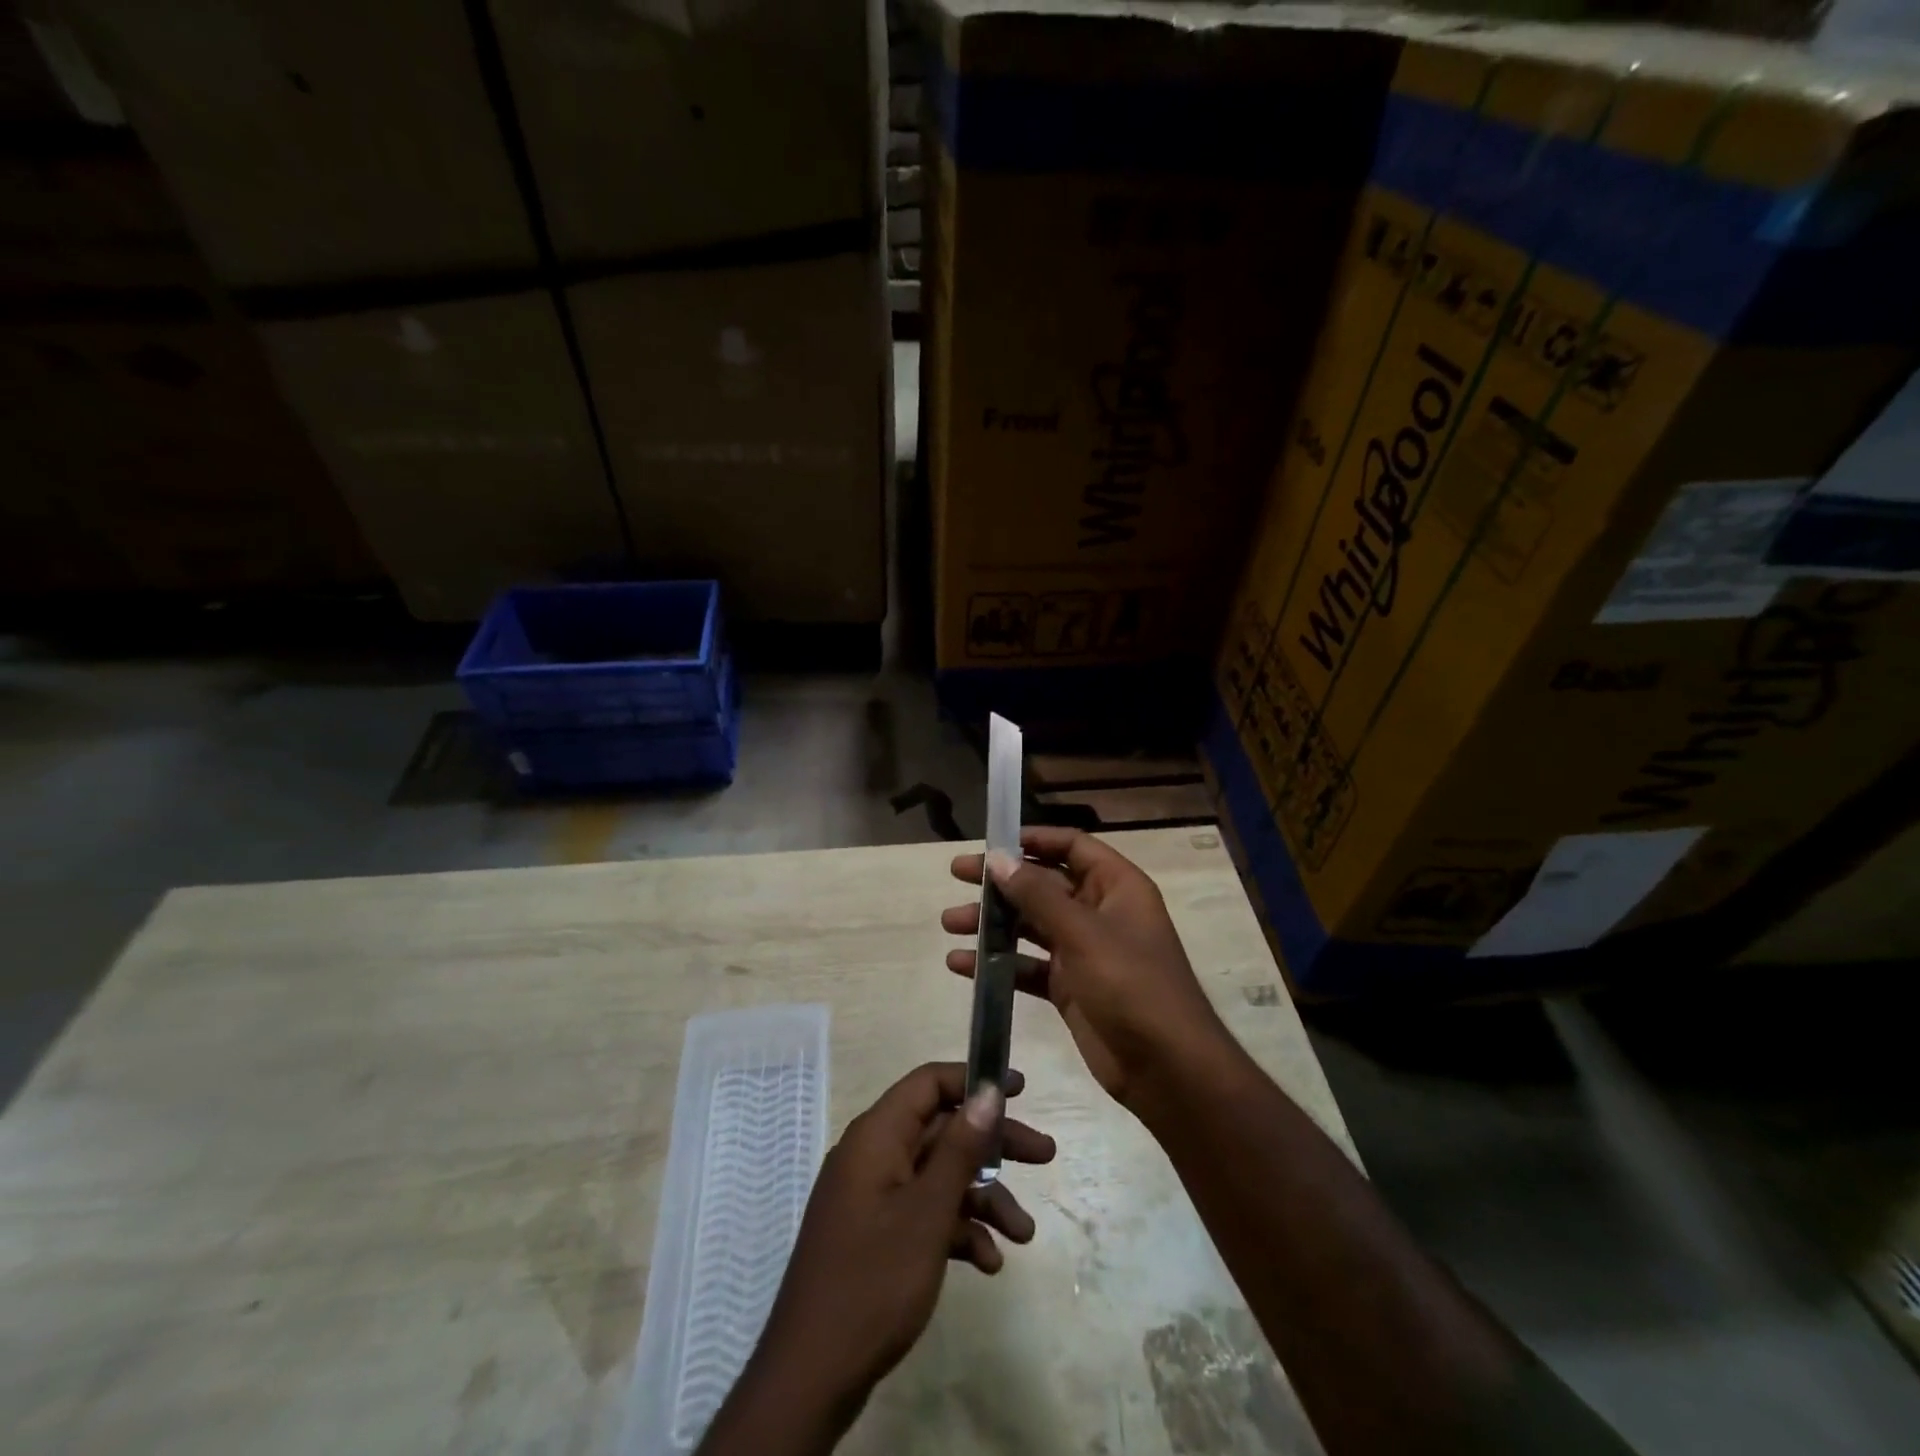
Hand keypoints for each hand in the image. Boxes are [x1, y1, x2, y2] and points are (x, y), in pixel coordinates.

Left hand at [700, 1063, 1055, 1454]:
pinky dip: (958, 1230)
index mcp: (877, 1136)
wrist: (811, 1376)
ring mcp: (874, 1197)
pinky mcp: (877, 1235)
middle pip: (942, 1131)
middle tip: (1044, 1155)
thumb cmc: (873, 1281)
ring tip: (1023, 1233)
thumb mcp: (927, 1212)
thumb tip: (988, 1091)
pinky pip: (925, 1214)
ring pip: (939, 1177)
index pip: (928, 1083)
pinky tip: (988, 1263)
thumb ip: (960, 1149)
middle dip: (994, 1146)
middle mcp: (874, 1156)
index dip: (973, 1080)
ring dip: (983, 1199)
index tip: (1019, 1090)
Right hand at [944, 827, 1233, 1109]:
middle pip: (1043, 884)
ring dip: (992, 923)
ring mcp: (1083, 951)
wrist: (1167, 1068)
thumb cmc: (1132, 986)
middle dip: (1001, 882)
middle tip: (957, 875)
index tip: (991, 842)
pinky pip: (1027, 965)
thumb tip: (998, 858)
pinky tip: (961, 965)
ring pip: (1030, 925)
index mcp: (1116, 887)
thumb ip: (1037, 895)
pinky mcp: (1069, 987)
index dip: (1033, 840)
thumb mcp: (1084, 934)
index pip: (1071, 847)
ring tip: (950, 924)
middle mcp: (1099, 912)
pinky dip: (997, 963)